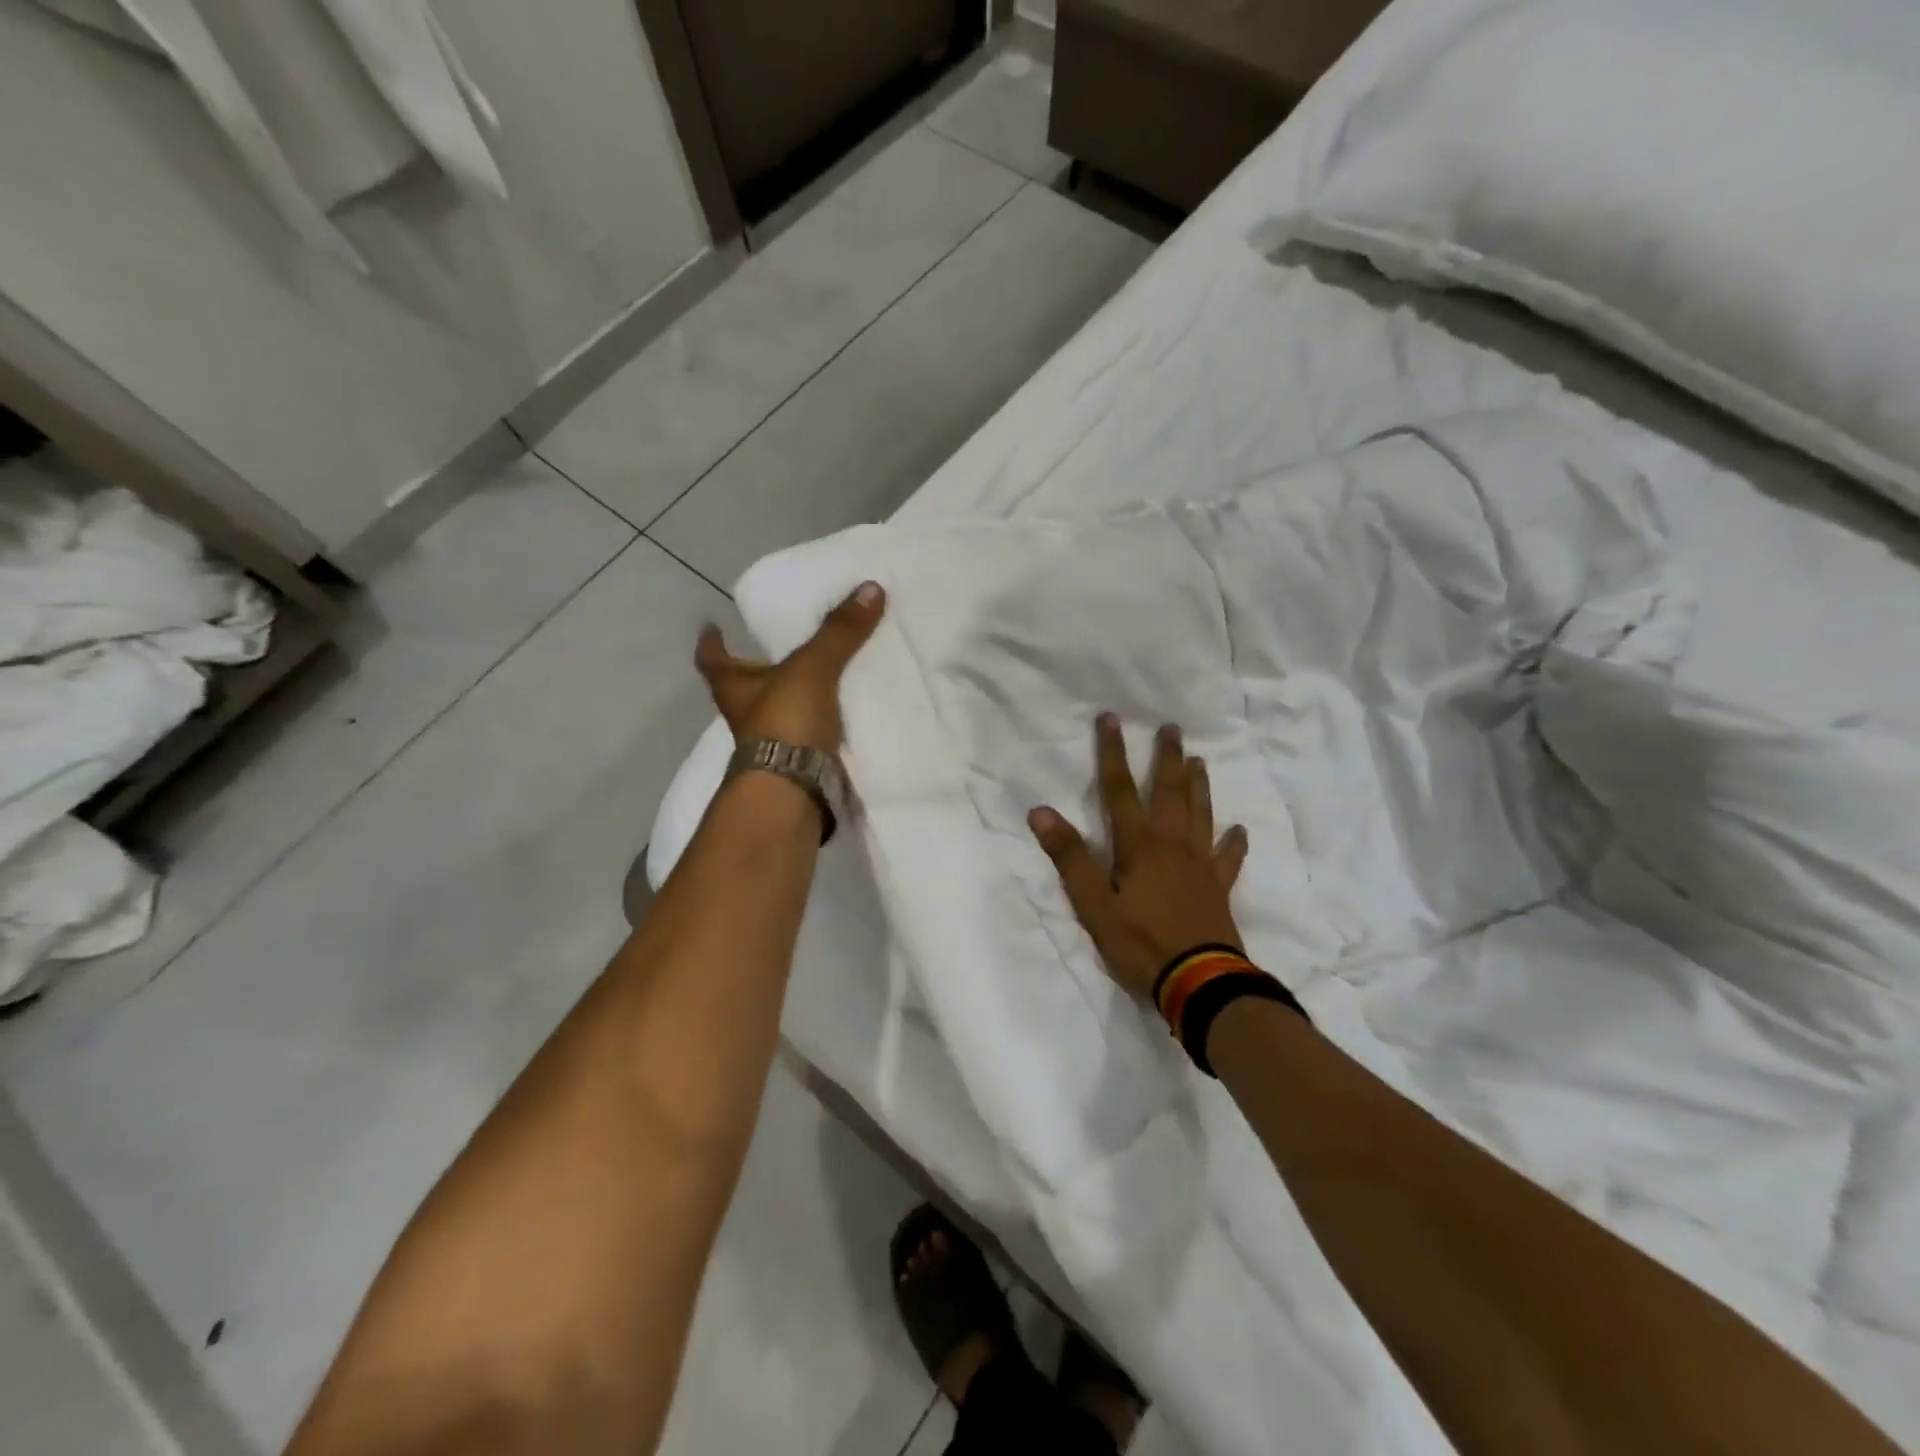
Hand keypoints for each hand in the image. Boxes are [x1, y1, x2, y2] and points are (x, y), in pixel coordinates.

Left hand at [695, 582, 885, 751]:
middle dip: (760, 670)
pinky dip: (824, 722)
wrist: (796, 790)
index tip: (711, 625)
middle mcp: (747, 715)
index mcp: (735, 687)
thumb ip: (839, 632)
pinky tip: (845, 711)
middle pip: (745, 686)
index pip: (713, 659)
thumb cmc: (785, 722)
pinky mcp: (801, 762)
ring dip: (795, 696)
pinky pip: (812, 733)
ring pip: (780, 711)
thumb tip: (870, 587)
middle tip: (781, 648)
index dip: (712, 643)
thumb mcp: (812, 668)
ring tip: (822, 674)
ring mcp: (773, 743)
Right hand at [1029, 715, 1248, 1000]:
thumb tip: (1041, 812)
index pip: (1120, 790)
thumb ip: (1070, 858)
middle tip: (1171, 728)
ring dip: (1199, 786)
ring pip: (1201, 815)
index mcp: (1138, 846)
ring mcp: (1200, 866)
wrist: (1200, 983)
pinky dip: (1234, 842)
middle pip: (1169, 793)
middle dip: (1166, 758)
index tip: (1110, 719)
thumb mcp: (1094, 906)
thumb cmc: (1140, 944)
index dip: (1112, 753)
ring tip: (1199, 760)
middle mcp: (1172, 846)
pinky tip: (1239, 830)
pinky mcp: (1219, 889)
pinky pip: (1228, 859)